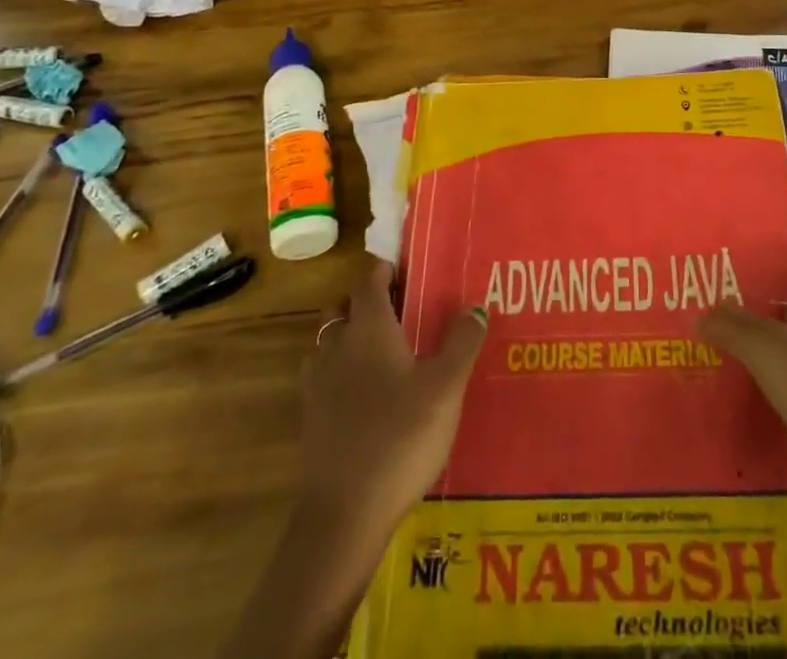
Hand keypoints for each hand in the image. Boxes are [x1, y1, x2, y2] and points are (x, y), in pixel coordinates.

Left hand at [298, 259, 485, 538]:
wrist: (343, 516)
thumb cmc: (400, 437)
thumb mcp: (446, 388)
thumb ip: (462, 342)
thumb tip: (475, 306)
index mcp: (367, 328)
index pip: (368, 280)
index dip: (386, 270)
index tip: (409, 271)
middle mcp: (336, 346)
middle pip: (343, 307)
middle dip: (367, 302)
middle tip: (403, 312)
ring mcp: (317, 385)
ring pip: (330, 342)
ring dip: (351, 337)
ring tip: (387, 352)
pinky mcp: (311, 420)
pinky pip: (325, 377)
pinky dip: (342, 372)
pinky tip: (369, 396)